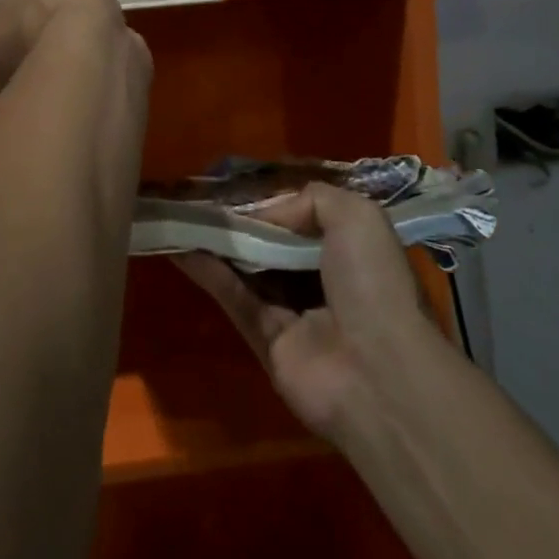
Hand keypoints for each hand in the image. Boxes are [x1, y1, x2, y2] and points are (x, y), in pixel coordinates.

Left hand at [0, 0, 147, 97]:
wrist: (94, 60)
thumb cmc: (58, 5)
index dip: (18, 3)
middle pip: (17, 44)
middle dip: (40, 31)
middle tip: (71, 11)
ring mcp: (31, 98)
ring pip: (46, 67)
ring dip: (65, 52)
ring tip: (95, 30)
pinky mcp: (65, 112)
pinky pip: (74, 82)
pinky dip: (88, 68)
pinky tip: (108, 52)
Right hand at [176, 182, 434, 440]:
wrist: (378, 372)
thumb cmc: (373, 285)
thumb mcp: (357, 216)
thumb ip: (311, 198)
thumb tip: (264, 213)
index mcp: (352, 253)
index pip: (306, 220)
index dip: (272, 204)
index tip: (235, 187)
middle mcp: (324, 281)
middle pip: (272, 244)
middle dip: (239, 223)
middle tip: (198, 198)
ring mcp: (295, 314)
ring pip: (248, 270)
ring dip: (217, 245)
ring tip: (180, 216)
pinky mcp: (267, 341)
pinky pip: (235, 298)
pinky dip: (209, 273)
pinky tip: (181, 248)